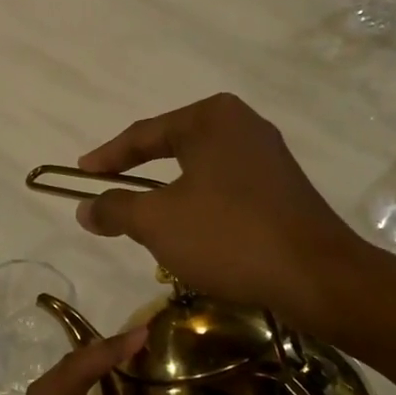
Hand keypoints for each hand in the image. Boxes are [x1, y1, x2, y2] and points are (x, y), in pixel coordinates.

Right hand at [75, 92, 382, 330]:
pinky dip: (199, 206)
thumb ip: (115, 209)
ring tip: (144, 217)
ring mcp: (268, 156)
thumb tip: (85, 208)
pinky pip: (225, 189)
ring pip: (200, 171)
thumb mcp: (157, 222)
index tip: (80, 173)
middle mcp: (242, 125)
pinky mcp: (283, 188)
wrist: (315, 275)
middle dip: (139, 172)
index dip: (107, 157)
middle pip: (173, 147)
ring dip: (169, 194)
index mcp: (211, 119)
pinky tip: (191, 233)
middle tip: (109, 190)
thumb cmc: (228, 236)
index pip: (144, 134)